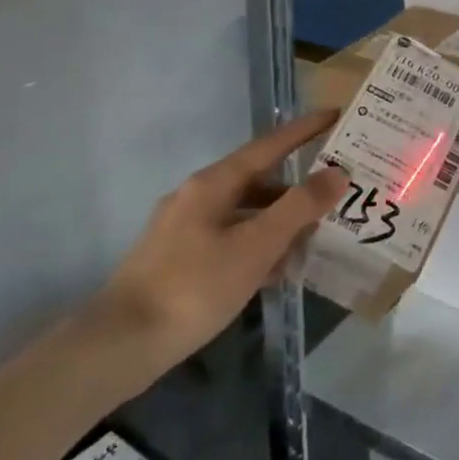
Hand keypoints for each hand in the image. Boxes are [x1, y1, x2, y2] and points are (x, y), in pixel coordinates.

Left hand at [98, 110, 346, 366]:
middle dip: (298, 187)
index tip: (335, 114)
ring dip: (280, 221)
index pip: (269, 145)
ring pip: (245, 213)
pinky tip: (277, 270)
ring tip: (316, 237)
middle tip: (336, 191)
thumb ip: (299, 207)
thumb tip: (338, 172)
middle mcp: (197, 196)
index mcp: (214, 183)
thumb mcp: (256, 245)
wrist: (120, 345)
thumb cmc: (194, 287)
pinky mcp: (178, 260)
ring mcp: (184, 229)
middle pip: (258, 180)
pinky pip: (230, 239)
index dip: (304, 130)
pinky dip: (258, 246)